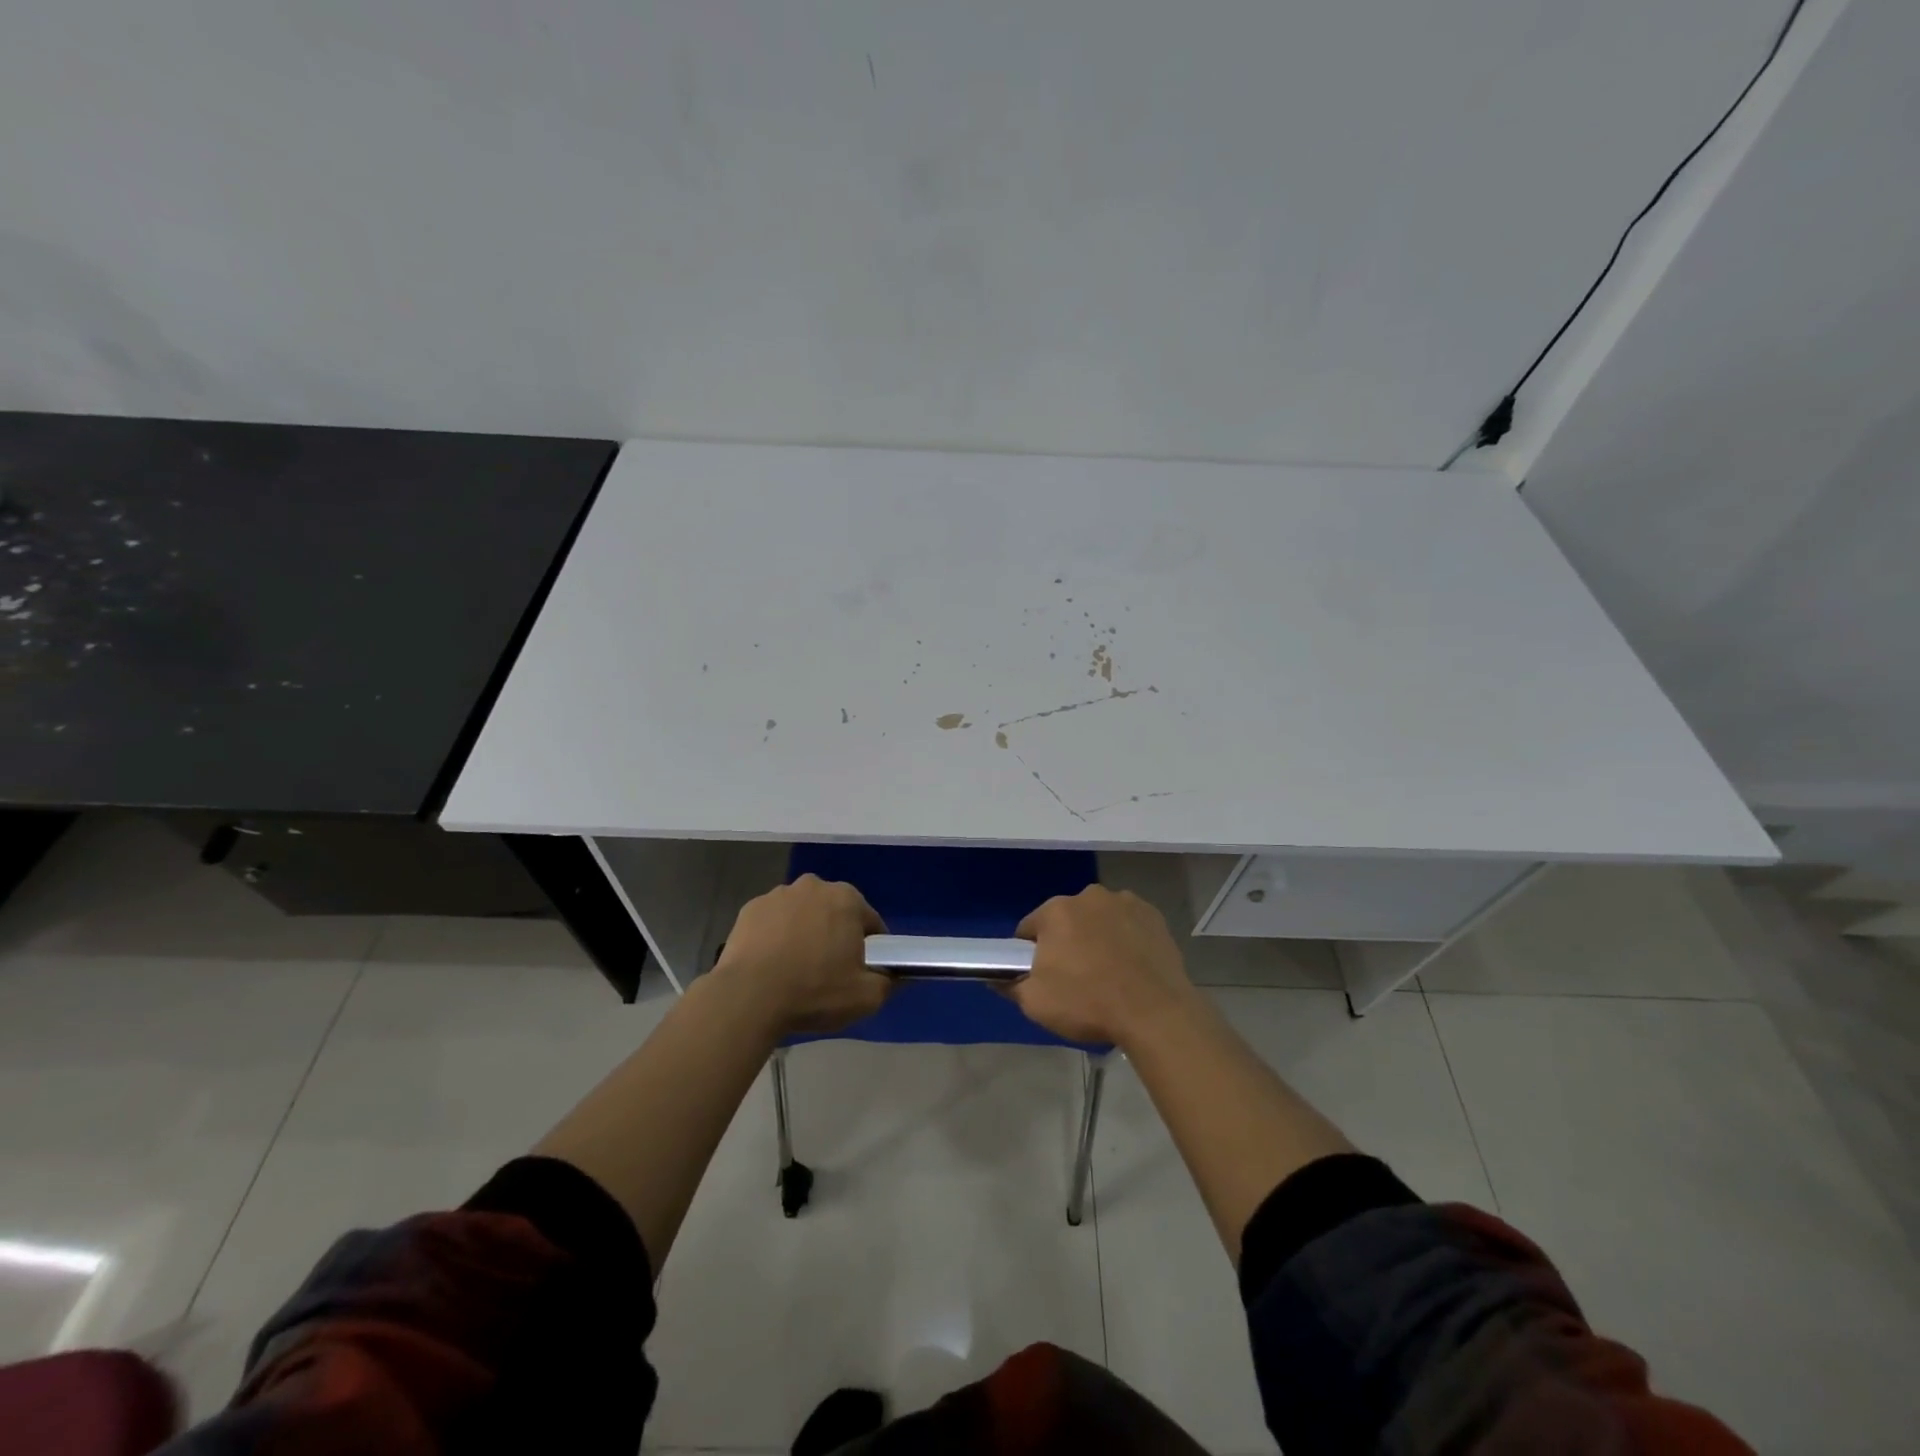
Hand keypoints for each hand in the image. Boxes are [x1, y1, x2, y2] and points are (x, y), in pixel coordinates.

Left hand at [712, 875, 891, 1037]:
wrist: (747, 997)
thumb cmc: (814, 992)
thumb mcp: (866, 997)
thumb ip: (889, 982)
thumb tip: (895, 975)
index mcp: (847, 899)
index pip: (870, 922)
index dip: (870, 948)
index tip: (860, 971)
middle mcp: (814, 886)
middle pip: (834, 912)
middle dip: (835, 935)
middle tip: (828, 971)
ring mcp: (778, 894)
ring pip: (802, 913)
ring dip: (804, 932)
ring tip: (795, 969)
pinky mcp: (750, 908)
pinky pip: (773, 921)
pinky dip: (776, 936)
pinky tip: (771, 964)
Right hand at [1011, 886, 1196, 1048]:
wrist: (1156, 1014)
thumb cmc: (1089, 1004)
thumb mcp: (1035, 1003)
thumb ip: (1009, 984)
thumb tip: (995, 976)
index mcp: (1056, 911)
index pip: (1029, 929)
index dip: (1029, 954)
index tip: (1040, 976)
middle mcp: (1088, 896)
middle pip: (1066, 920)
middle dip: (1066, 942)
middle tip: (1074, 978)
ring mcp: (1124, 902)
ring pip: (1098, 919)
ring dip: (1096, 937)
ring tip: (1107, 973)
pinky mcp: (1153, 915)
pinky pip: (1127, 924)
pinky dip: (1125, 938)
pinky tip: (1131, 966)